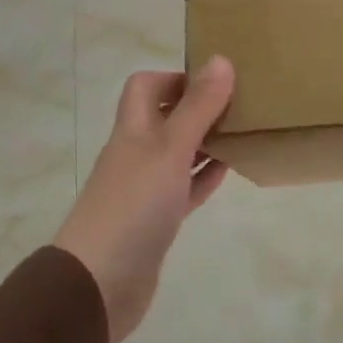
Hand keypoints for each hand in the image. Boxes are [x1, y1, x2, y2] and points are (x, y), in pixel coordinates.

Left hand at [54, 58, 235, 342]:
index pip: (146, 87)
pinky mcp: (155, 221)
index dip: (177, 78)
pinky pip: (183, 189)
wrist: (98, 284)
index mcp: (133, 130)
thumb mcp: (170, 150)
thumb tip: (221, 59)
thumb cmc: (134, 207)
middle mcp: (136, 153)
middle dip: (199, 109)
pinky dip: (204, 177)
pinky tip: (229, 172)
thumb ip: (197, 108)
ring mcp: (144, 189)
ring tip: (244, 134)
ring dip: (206, 142)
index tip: (216, 82)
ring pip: (178, 154)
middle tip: (241, 106)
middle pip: (165, 118)